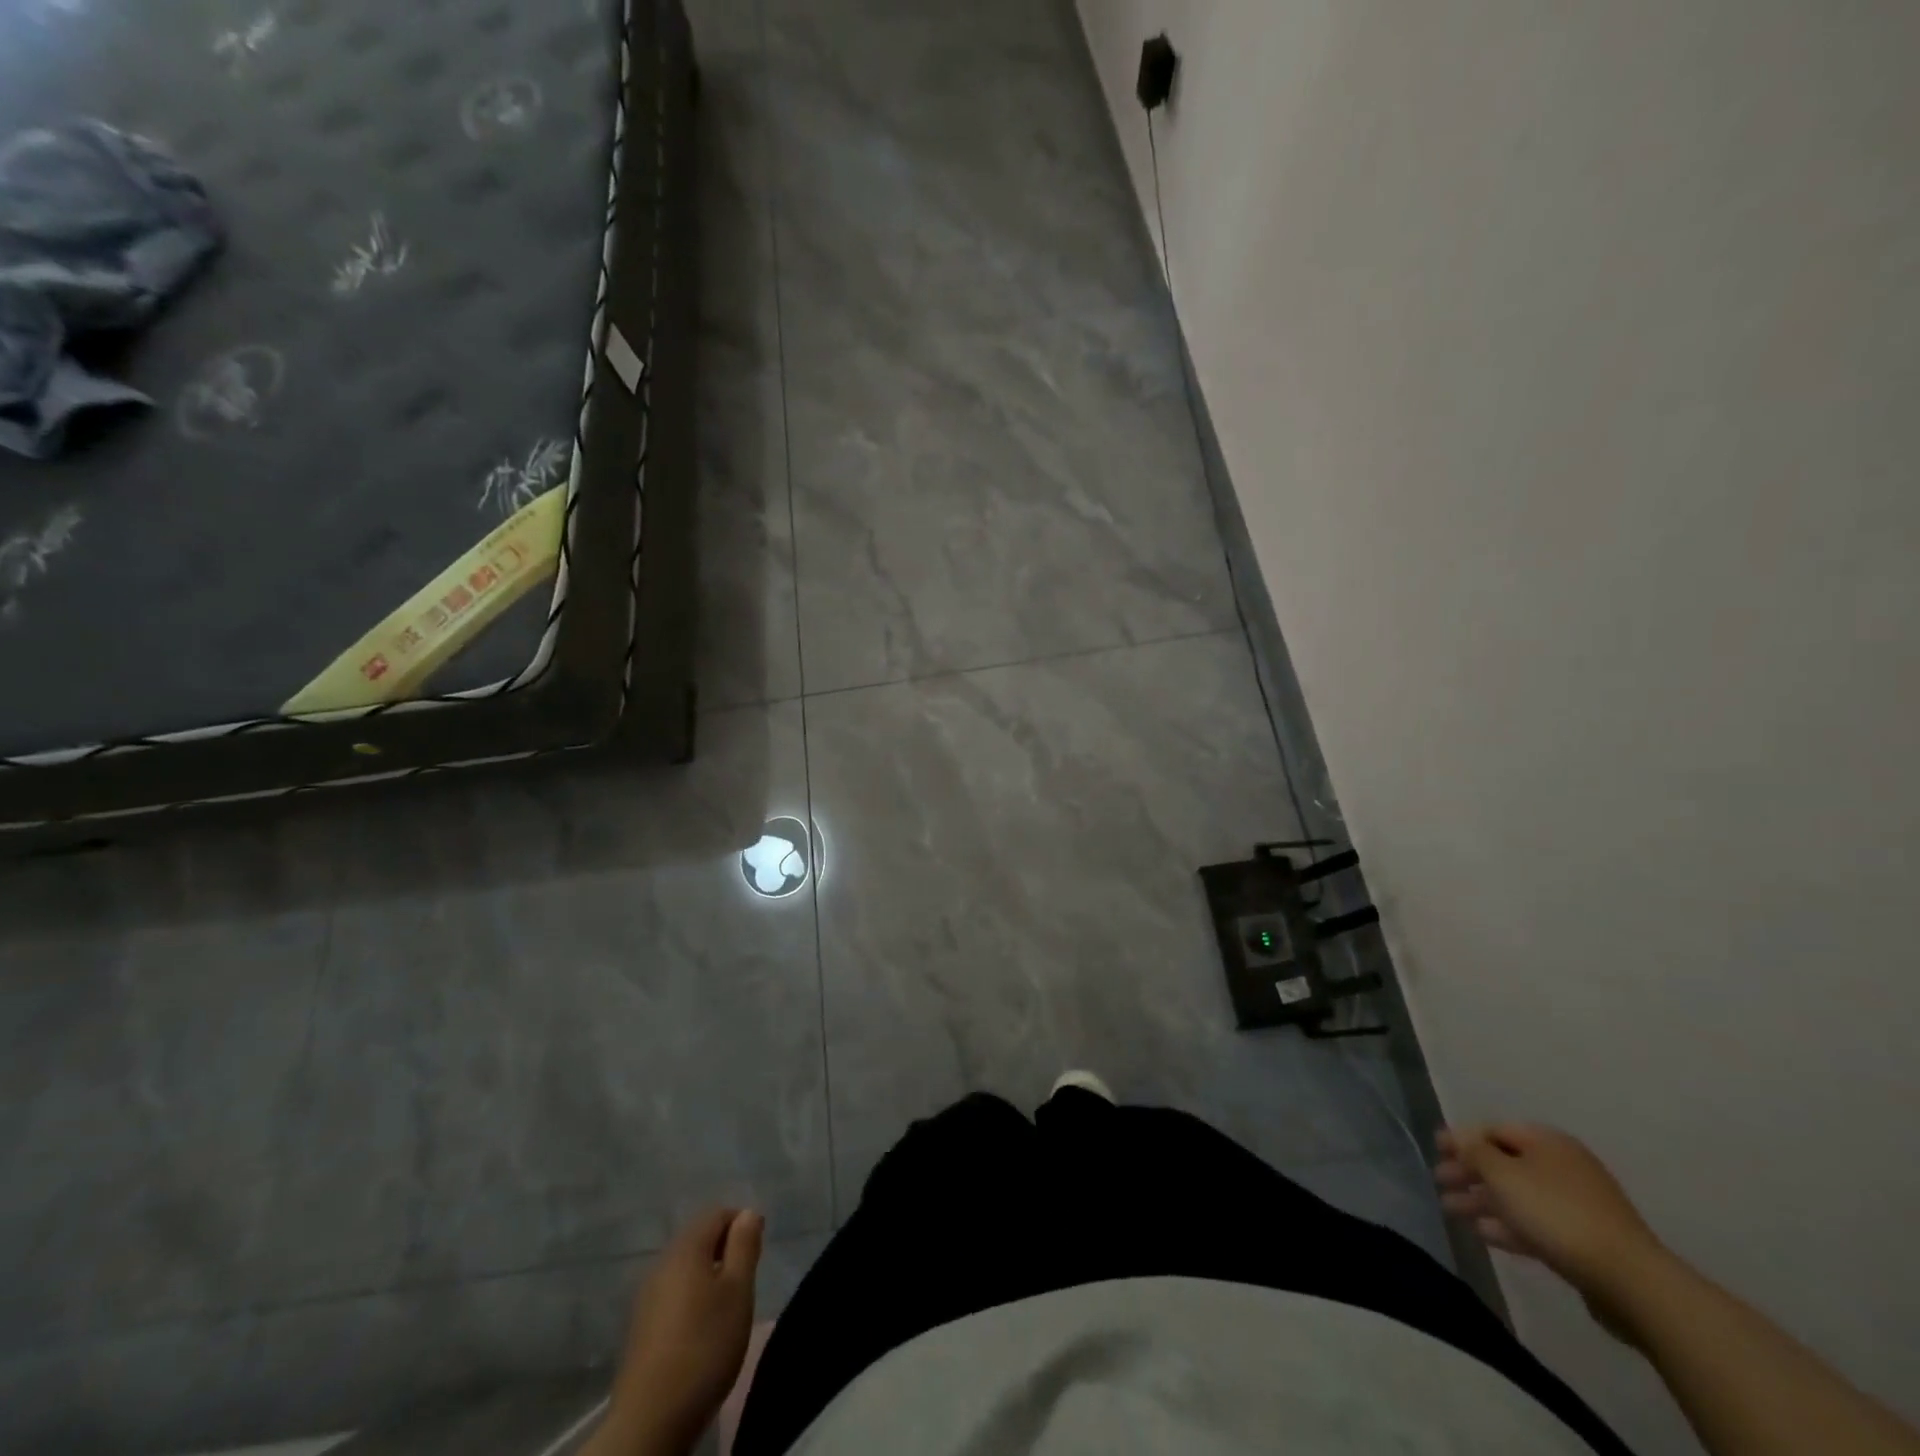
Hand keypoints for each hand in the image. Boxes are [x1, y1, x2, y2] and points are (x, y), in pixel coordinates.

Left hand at [600, 1208, 764, 1455]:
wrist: (650, 1419)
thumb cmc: (705, 1345)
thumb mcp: (738, 1291)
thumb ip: (744, 1245)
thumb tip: (748, 1213)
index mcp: (686, 1248)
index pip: (717, 1213)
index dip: (741, 1222)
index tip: (758, 1248)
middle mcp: (662, 1263)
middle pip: (699, 1238)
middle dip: (725, 1248)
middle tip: (746, 1277)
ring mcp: (647, 1296)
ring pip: (685, 1268)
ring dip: (708, 1274)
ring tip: (728, 1304)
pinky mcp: (641, 1327)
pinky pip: (673, 1293)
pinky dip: (692, 1297)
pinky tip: (701, 1327)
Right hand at [1435, 1123, 1668, 1319]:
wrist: (1630, 1281)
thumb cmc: (1556, 1213)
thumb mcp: (1503, 1174)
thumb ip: (1473, 1151)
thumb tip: (1458, 1137)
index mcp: (1547, 1142)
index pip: (1494, 1130)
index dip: (1462, 1138)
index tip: (1435, 1149)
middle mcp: (1562, 1166)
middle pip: (1505, 1163)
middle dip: (1469, 1172)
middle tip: (1440, 1182)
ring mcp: (1577, 1204)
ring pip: (1518, 1196)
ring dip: (1483, 1201)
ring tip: (1452, 1211)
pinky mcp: (1584, 1240)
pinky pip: (1536, 1223)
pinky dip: (1508, 1225)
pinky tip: (1485, 1234)